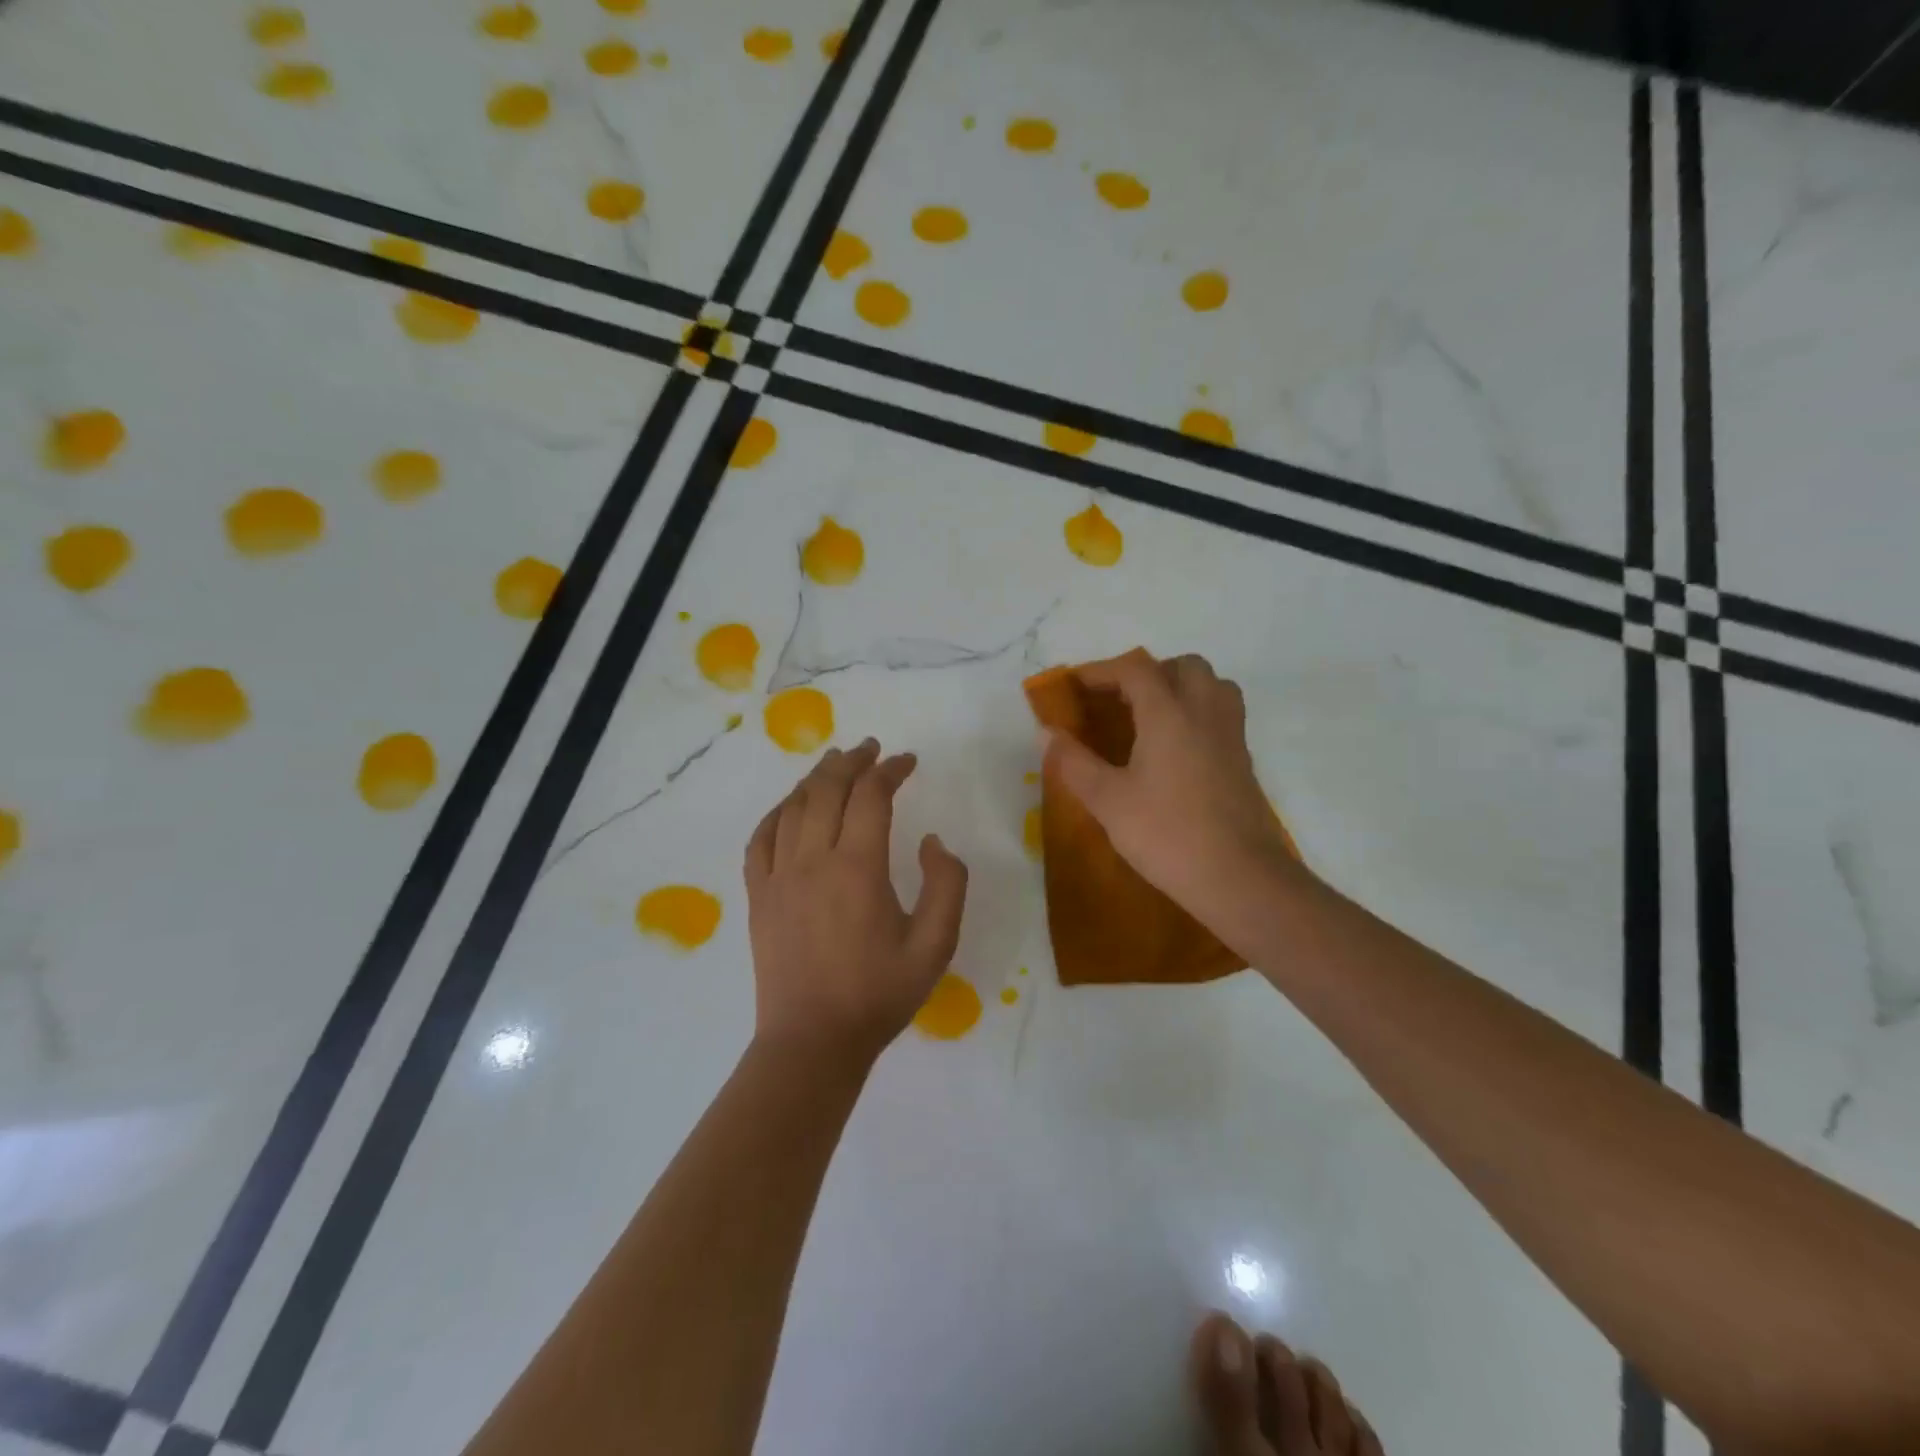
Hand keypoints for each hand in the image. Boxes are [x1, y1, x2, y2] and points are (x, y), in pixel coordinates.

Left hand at [744, 738, 968, 1067]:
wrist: (813, 1041)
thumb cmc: (879, 994)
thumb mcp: (936, 945)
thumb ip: (946, 885)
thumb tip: (931, 841)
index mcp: (858, 868)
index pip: (871, 796)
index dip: (890, 770)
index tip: (908, 762)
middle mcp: (813, 860)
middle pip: (828, 789)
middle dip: (852, 761)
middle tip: (871, 749)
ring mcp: (779, 876)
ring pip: (793, 807)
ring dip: (816, 778)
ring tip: (833, 763)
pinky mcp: (758, 895)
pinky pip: (761, 838)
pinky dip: (777, 812)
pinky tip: (789, 806)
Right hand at [1041, 650, 1299, 936]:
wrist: (1238, 877)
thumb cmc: (1167, 834)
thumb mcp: (1108, 801)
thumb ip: (1074, 762)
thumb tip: (1047, 733)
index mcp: (1169, 714)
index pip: (1135, 670)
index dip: (1101, 671)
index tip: (1075, 685)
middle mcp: (1205, 712)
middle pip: (1183, 666)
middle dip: (1147, 673)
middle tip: (1118, 701)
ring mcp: (1230, 735)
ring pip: (1212, 686)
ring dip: (1180, 687)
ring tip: (1151, 717)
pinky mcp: (1243, 761)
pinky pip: (1222, 714)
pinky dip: (1198, 713)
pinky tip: (1176, 750)